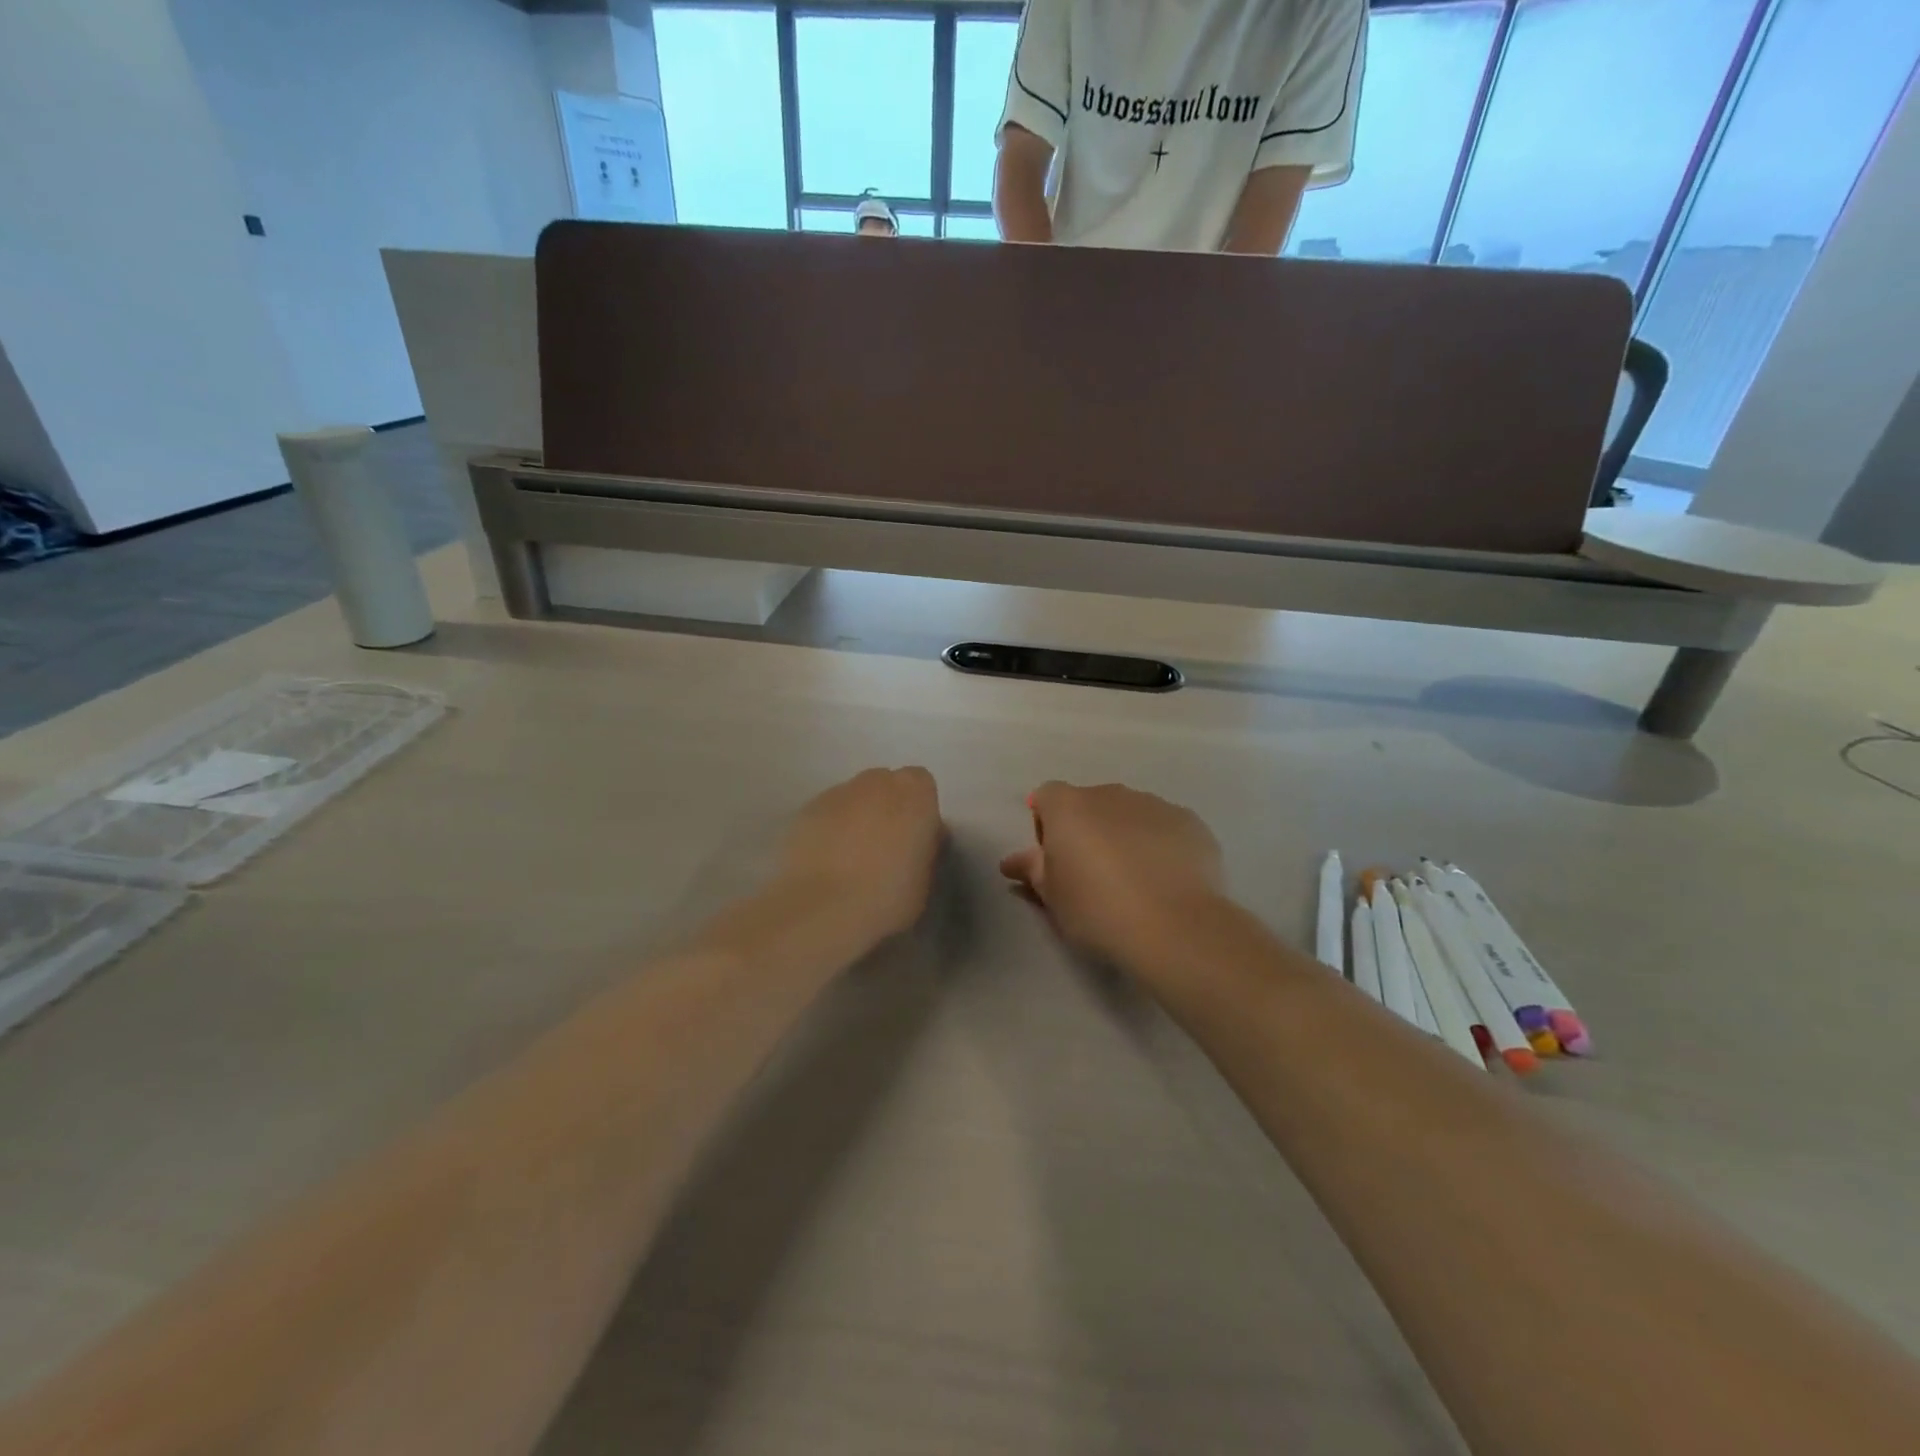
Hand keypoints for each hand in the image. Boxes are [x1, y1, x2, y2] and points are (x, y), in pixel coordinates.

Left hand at [777, 767, 943, 942]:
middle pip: (884, 785)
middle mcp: (875, 783)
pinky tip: (825, 862)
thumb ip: (924, 849)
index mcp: (914, 794)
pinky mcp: (805, 810)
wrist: (823, 909)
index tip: (915, 838)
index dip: (919, 810)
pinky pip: (825, 814)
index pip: (921, 784)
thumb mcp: (925, 879)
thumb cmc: (887, 896)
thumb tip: (916, 842)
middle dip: (886, 808)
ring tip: (850, 858)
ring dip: (855, 818)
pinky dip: (828, 830)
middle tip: (884, 846)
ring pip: (852, 798)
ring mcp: (836, 793)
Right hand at [999, 782, 1225, 973]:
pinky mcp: (1190, 821)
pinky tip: (1166, 881)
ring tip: (1135, 881)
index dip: (1046, 825)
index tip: (1055, 860)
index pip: (1046, 797)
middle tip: (1093, 874)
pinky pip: (1164, 826)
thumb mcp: (1052, 897)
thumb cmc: (1097, 910)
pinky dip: (1160, 844)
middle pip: (1090, 802)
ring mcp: (1154, 804)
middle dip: (1087, 829)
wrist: (1174, 927)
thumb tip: (1012, 860)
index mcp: (1069, 806)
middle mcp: (1110, 794)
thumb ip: (1032, 870)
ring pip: (1129, 813)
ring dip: (1124, 835)